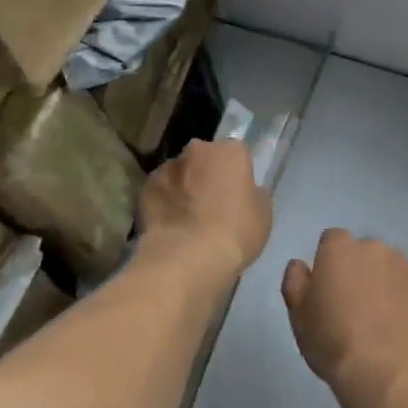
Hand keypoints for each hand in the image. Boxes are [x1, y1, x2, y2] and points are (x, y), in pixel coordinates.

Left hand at [137, 140, 270, 280]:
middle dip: (207, 174)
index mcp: (230, 152)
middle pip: (204, 158)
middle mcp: (197, 150)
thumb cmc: (235, 232)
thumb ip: (255, 194)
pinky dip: (164, 202)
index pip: (237, 153)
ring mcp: (166, 167)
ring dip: (183, 187)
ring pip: (179, 173)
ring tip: (187, 217)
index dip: (237, 173)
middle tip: (212, 202)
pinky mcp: (144, 188)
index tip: (237, 192)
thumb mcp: (262, 214)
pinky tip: (169, 224)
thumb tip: (248, 190)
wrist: (187, 257)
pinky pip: (159, 191)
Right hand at [281, 230, 407, 407]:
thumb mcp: (298, 315)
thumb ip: (295, 281)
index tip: (329, 290)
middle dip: (360, 270)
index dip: (330, 264)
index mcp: (338, 248)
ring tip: (383, 317)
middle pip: (363, 251)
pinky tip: (404, 319)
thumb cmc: (332, 341)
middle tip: (355, 306)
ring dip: (385, 280)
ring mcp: (404, 262)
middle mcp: (373, 246)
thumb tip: (300, 264)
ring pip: (391, 265)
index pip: (331, 241)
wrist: (385, 368)